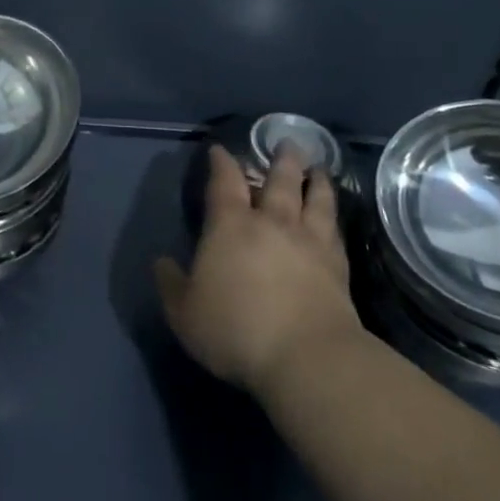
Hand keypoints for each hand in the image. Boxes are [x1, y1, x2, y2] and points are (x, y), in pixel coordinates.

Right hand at [155, 143, 366, 397]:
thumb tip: (162, 262)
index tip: (220, 150)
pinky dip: (334, 214)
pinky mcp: (338, 265)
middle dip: (281, 160)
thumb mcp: (185, 313)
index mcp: (230, 226)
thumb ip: (171, 284)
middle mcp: (271, 222)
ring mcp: (309, 241)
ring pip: (314, 198)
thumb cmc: (236, 330)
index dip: (221, 163)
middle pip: (279, 180)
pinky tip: (334, 214)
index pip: (224, 182)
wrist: (307, 357)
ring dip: (315, 180)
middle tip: (286, 143)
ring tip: (318, 168)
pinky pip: (335, 229)